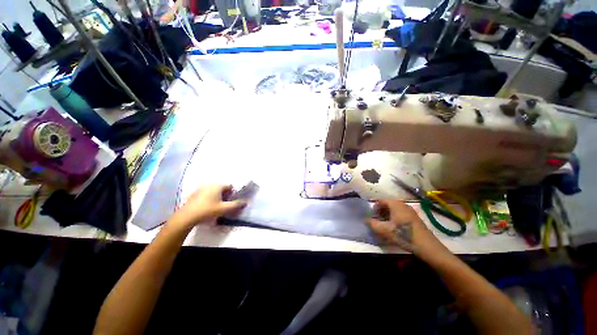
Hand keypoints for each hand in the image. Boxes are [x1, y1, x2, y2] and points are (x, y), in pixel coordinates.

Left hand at [170, 184, 246, 227]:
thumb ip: (236, 205)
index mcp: (217, 185)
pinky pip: (207, 193)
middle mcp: (209, 184)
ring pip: (214, 191)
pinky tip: (208, 206)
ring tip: (217, 206)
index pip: (230, 186)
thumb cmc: (207, 210)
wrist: (186, 217)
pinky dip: (210, 198)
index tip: (231, 201)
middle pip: (222, 188)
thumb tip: (245, 202)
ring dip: (218, 197)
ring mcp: (201, 188)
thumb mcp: (224, 208)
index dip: (233, 193)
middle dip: (225, 195)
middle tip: (225, 204)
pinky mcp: (195, 194)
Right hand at [367, 199, 442, 254]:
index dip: (374, 207)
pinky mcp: (414, 218)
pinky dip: (394, 218)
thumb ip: (372, 223)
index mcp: (395, 204)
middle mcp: (403, 204)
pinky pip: (400, 214)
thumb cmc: (404, 235)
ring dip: (387, 215)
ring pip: (394, 209)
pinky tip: (394, 228)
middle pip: (388, 204)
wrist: (427, 246)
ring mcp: (410, 211)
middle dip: (380, 211)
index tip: (371, 215)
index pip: (381, 200)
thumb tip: (365, 219)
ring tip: (384, 225)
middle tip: (376, 220)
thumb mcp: (384, 230)